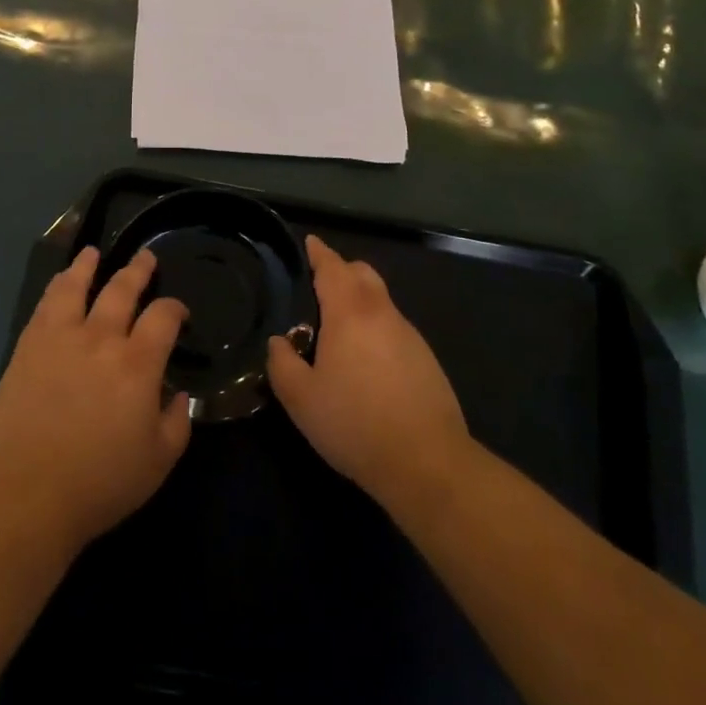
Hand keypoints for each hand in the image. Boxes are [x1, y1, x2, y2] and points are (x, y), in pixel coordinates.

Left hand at [0, 246, 191, 551]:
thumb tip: (179, 395)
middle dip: (138, 271)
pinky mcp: (28, 347)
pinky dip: (56, 287)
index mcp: (138, 364)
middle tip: (145, 258)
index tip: (178, 312)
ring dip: (88, 266)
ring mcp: (60, 338)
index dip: (175, 308)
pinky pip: (45, 305)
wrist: (25, 494)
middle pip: (122, 290)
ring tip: (93, 253)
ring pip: (77, 287)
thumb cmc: (99, 482)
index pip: (163, 317)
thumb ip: (177, 422)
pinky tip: (60, 283)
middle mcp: (101, 338)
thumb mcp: (158, 462)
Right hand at [267, 236, 471, 511]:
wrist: (426, 462)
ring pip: (381, 301)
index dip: (319, 253)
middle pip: (363, 274)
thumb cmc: (354, 423)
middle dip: (342, 270)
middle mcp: (382, 314)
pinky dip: (376, 328)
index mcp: (350, 313)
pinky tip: (366, 361)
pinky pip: (395, 328)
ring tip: (338, 328)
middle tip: (320, 284)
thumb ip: (282, 363)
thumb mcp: (301, 398)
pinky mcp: (426, 359)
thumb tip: (279, 343)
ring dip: (360, 301)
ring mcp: (410, 335)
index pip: (333, 268)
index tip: (310, 242)